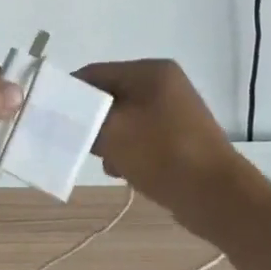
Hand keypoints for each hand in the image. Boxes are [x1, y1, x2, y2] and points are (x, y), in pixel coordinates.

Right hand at [74, 59, 238, 212]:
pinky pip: (141, 136)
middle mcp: (164, 84)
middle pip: (108, 96)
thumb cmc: (162, 154)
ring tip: (110, 163)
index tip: (52, 119)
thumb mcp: (111, 132)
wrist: (218, 197)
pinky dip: (128, 151)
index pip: (94, 73)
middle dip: (92, 121)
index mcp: (150, 72)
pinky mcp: (179, 136)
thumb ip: (82, 117)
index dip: (69, 94)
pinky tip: (125, 171)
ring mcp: (174, 110)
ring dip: (109, 140)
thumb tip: (65, 112)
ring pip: (123, 119)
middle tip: (83, 145)